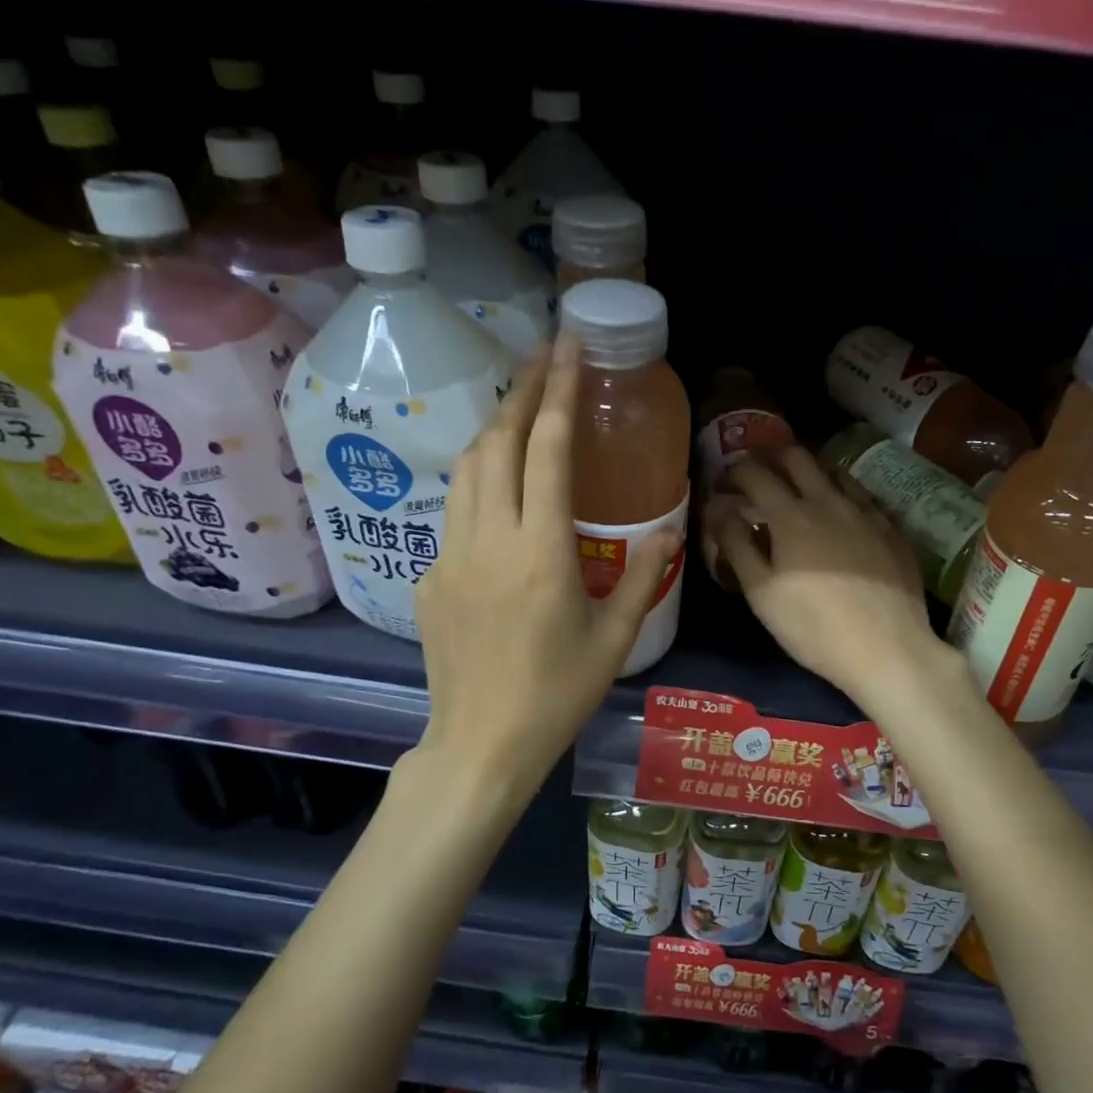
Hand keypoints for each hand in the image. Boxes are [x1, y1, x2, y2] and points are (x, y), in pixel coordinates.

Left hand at [413, 335, 679, 810]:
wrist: (480, 746)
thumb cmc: (556, 695)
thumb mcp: (615, 638)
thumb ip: (643, 576)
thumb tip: (665, 530)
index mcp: (540, 551)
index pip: (546, 449)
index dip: (557, 390)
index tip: (567, 346)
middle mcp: (487, 539)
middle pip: (495, 442)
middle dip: (520, 390)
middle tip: (543, 357)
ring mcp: (448, 556)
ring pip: (465, 470)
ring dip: (492, 430)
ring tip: (519, 409)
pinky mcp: (427, 578)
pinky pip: (454, 514)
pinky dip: (479, 485)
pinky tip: (499, 499)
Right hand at [712, 448, 954, 709]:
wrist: (888, 650)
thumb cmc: (814, 627)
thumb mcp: (761, 593)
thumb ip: (736, 544)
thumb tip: (718, 509)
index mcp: (791, 515)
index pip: (754, 473)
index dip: (733, 471)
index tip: (723, 484)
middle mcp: (829, 501)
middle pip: (797, 456)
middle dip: (771, 457)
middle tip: (759, 476)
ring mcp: (866, 512)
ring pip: (834, 471)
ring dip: (809, 471)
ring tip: (799, 491)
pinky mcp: (892, 529)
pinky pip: (862, 497)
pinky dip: (841, 495)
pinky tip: (841, 517)